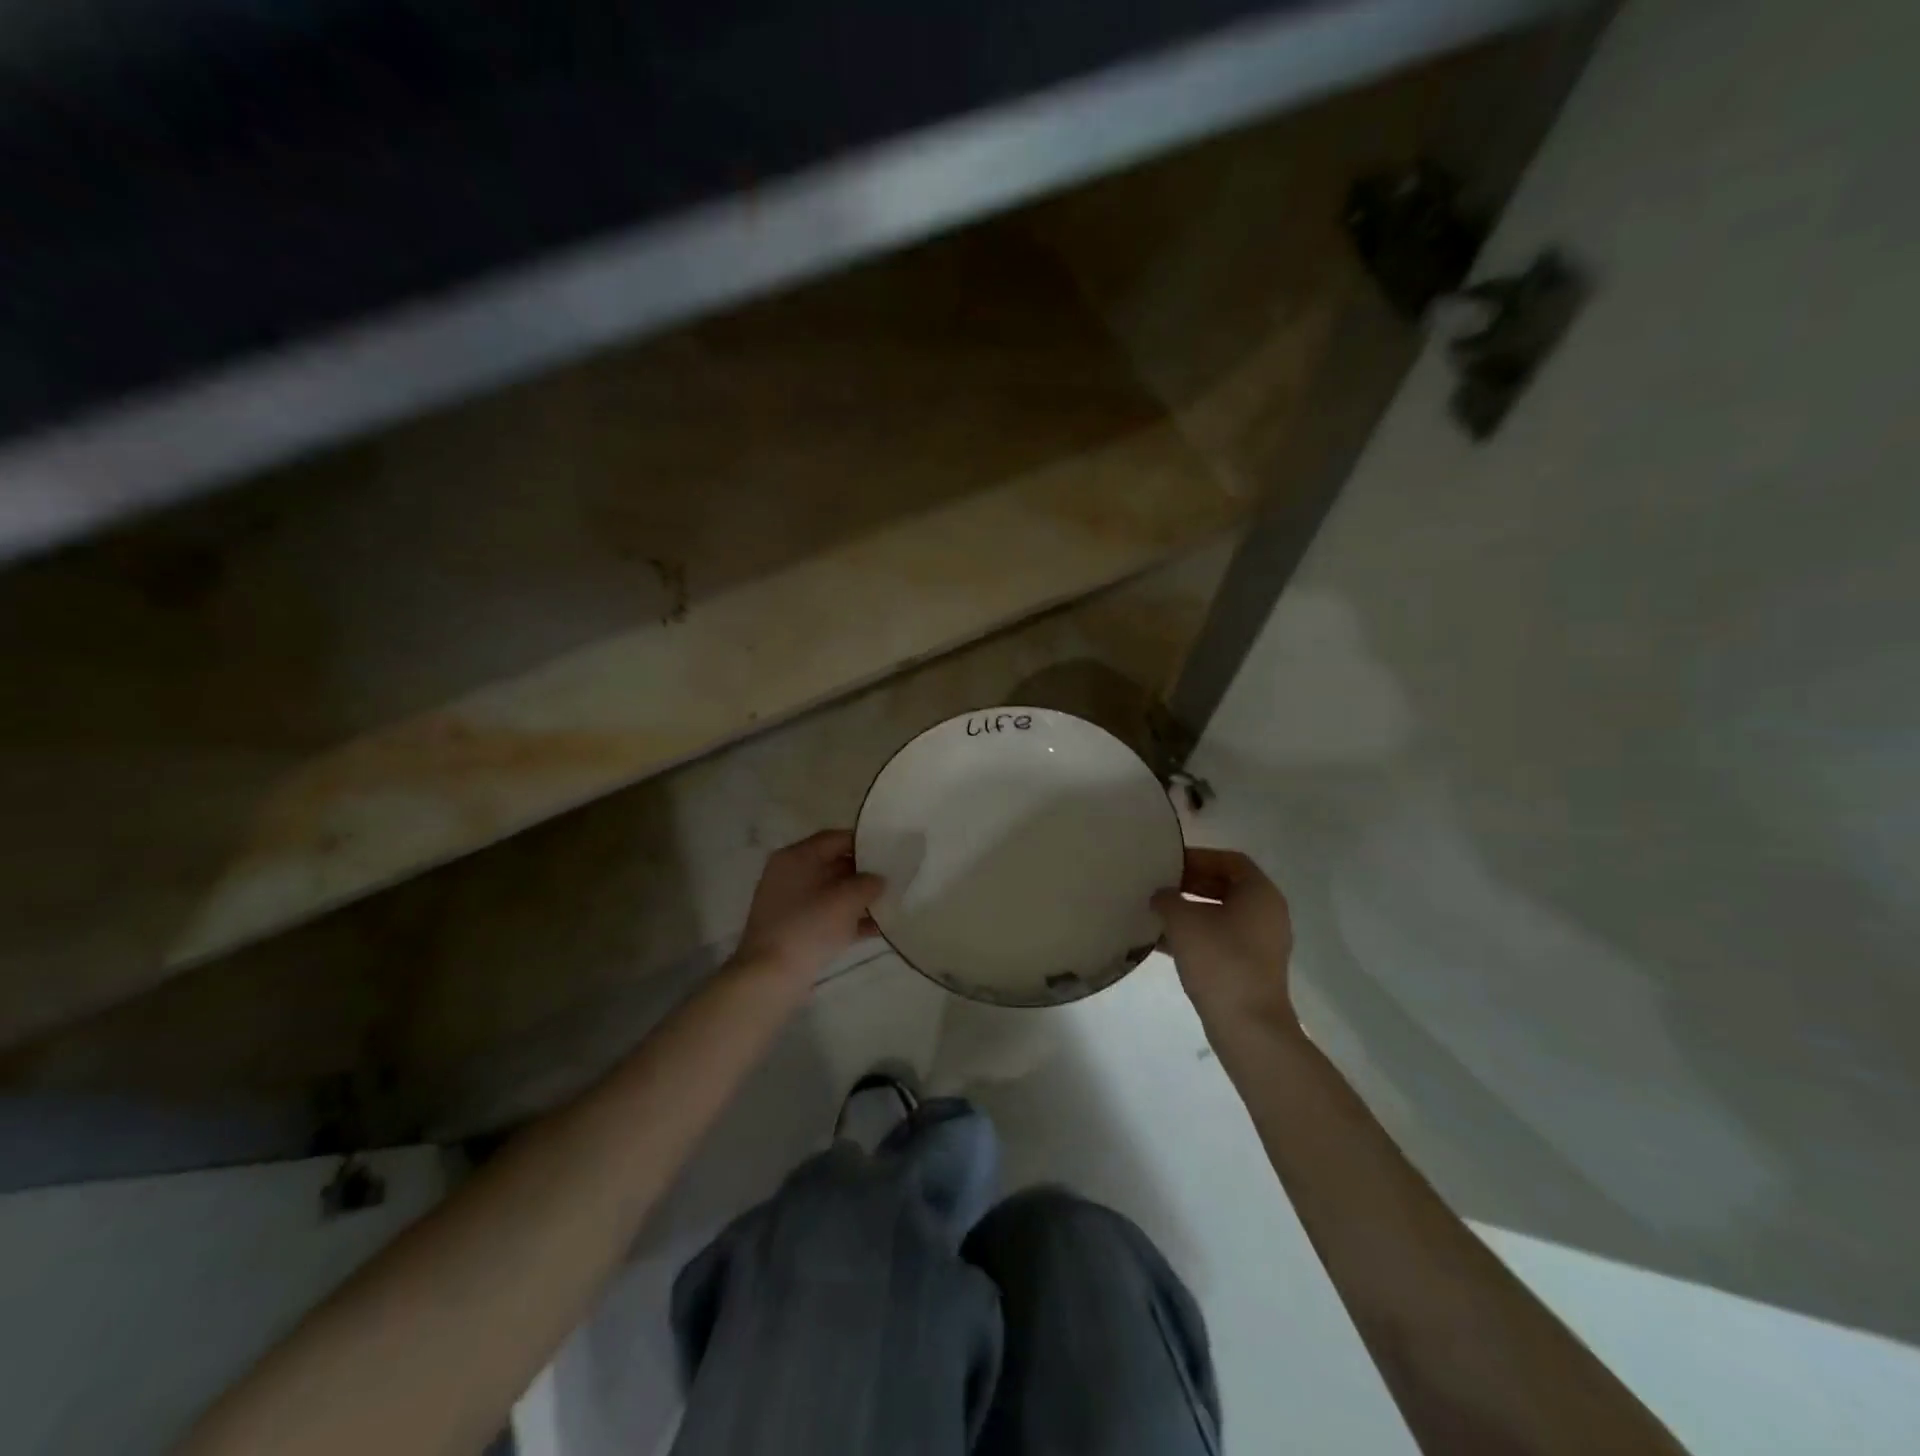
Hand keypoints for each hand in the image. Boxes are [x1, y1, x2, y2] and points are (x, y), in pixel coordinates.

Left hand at [731, 830, 884, 985]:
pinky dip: (847, 919)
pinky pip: (825, 915)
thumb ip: (868, 883)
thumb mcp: (846, 900)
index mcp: (796, 857)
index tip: (889, 851)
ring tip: (889, 904)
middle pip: (832, 864)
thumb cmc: (808, 927)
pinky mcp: (792, 929)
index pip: (835, 838)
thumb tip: (878, 879)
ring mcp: (788, 903)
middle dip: (863, 872)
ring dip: (858, 898)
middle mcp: (789, 874)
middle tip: (893, 878)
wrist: (770, 977)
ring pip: (830, 892)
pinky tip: (875, 929)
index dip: (863, 842)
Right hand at [1151, 848, 1297, 1039]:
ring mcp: (1261, 943)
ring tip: (1155, 912)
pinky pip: (1220, 939)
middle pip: (1226, 886)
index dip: (1198, 857)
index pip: (1230, 860)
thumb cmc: (1219, 960)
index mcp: (1260, 893)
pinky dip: (1194, 935)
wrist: (1247, 1026)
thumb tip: (1160, 896)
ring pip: (1220, 915)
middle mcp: (1267, 913)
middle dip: (1190, 884)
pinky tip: (1160, 942)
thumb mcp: (1183, 921)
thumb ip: (1167, 898)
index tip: (1168, 863)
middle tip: (1158, 885)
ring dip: (1189, 911)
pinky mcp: (1250, 968)